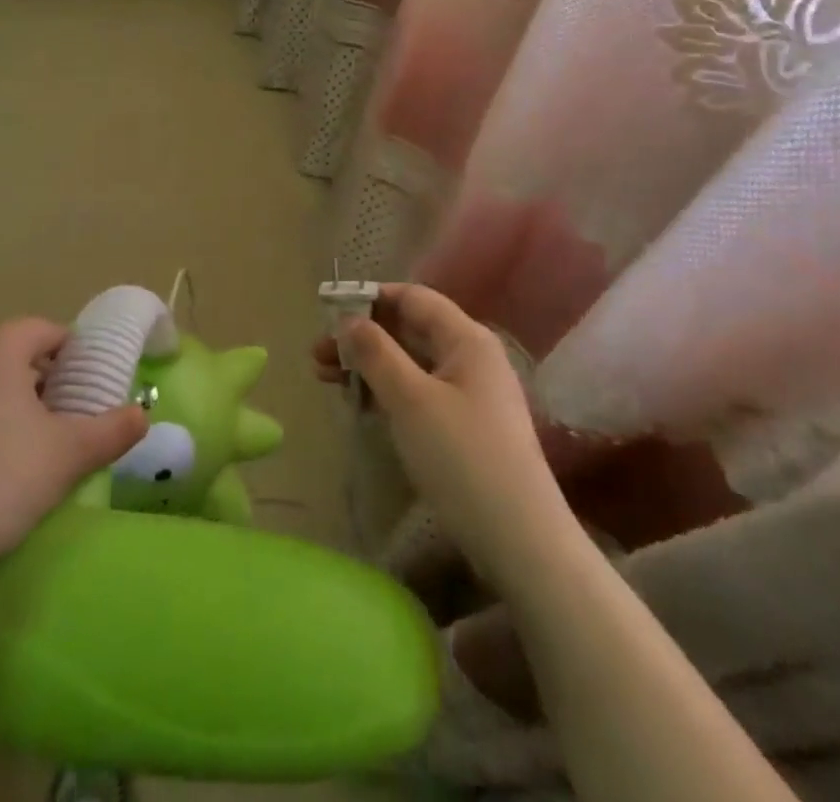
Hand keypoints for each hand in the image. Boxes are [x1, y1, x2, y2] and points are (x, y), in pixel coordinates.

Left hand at [0, 317, 147, 589]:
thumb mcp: (69, 453)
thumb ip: (112, 429)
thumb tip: (142, 415)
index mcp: (1, 342)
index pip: (51, 331)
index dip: (78, 359)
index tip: (93, 394)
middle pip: (18, 357)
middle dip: (47, 383)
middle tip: (69, 421)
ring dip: (14, 407)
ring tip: (35, 448)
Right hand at [313, 284, 564, 592]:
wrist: (521, 541)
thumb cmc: (462, 458)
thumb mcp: (410, 400)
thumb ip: (376, 353)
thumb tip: (349, 320)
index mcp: (466, 338)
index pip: (413, 298)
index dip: (370, 299)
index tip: (328, 314)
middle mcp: (472, 357)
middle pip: (410, 329)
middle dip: (363, 337)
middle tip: (317, 356)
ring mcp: (471, 393)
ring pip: (412, 363)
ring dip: (370, 365)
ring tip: (326, 379)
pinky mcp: (467, 426)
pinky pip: (420, 391)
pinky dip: (388, 391)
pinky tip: (361, 405)